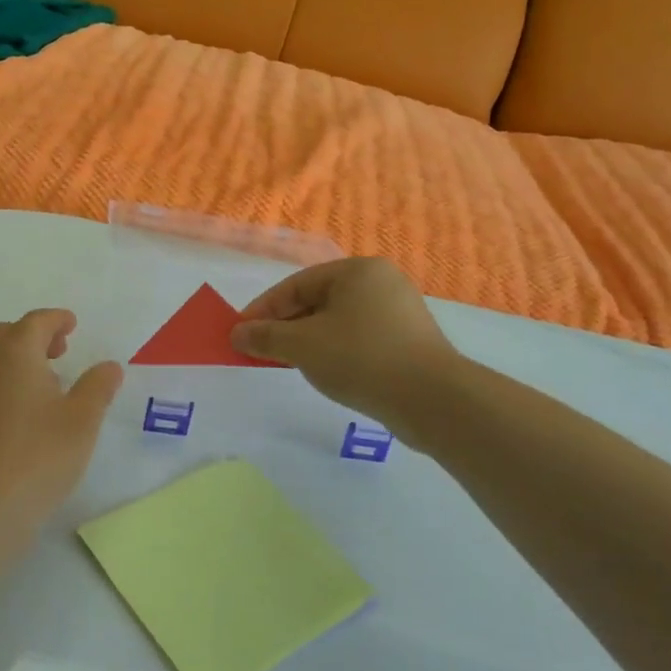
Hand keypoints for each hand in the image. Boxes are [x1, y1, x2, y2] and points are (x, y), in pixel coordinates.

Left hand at [0, 310, 122, 553]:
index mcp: (13, 352)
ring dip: (14, 360)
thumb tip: (109, 366)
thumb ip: (97, 388)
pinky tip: (17, 416)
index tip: (71, 324)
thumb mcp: (80, 423)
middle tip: (59, 350)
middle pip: (6, 335)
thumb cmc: (33, 459)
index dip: (56, 320)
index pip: (36, 322)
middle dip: (33, 336)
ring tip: (42, 384)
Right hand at [229, 258, 458, 427]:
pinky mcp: (409, 342)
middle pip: (317, 301)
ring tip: (287, 364)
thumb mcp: (302, 346)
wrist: (432, 400)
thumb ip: (265, 337)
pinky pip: (359, 339)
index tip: (240, 334)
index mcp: (356, 271)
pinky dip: (335, 351)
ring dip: (307, 341)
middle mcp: (380, 283)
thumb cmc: (361, 358)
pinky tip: (325, 372)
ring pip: (337, 322)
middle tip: (260, 351)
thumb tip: (237, 334)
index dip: (263, 309)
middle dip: (284, 326)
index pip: (296, 285)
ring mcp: (399, 312)